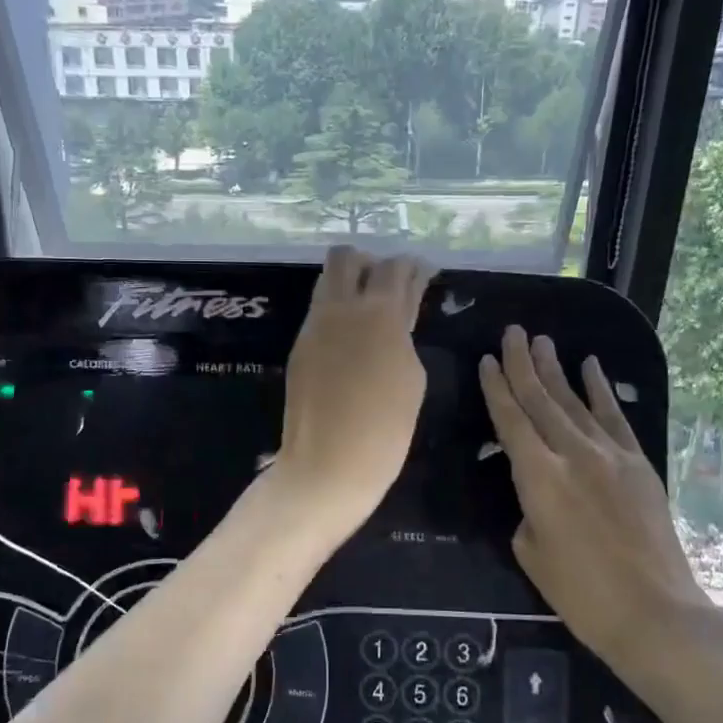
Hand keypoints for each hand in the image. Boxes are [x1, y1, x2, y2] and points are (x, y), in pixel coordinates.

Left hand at [272, 246, 433, 539]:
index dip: (412, 267)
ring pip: (327, 281)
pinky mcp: (299, 346)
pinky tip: (351, 338)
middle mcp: (340, 308)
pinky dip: (337, 311)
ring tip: (369, 310)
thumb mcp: (412, 378)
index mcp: (379, 313)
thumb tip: (395, 319)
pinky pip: (319, 312)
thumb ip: (404, 335)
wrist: (328, 464)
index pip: (395, 267)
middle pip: (347, 257)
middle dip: (370, 263)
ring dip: (349, 283)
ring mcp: (314, 326)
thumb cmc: (385, 429)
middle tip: (388, 286)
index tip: (423, 273)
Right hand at [479, 326, 706, 679]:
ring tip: (540, 340)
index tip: (485, 360)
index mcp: (538, 477)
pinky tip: (590, 366)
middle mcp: (572, 454)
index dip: (496, 388)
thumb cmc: (581, 593)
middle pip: (540, 400)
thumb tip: (536, 490)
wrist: (655, 612)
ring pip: (574, 401)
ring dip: (555, 369)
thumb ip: (527, 508)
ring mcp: (610, 455)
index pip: (510, 420)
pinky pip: (614, 417)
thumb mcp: (531, 551)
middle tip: (512, 332)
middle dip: (522, 363)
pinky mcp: (638, 463)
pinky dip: (600, 390)